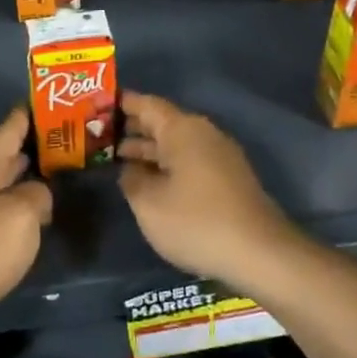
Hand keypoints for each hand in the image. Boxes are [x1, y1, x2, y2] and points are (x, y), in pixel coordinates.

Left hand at [0, 108, 52, 329]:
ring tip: (55, 170)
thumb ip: (37, 193)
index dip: (30, 114)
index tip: (50, 101)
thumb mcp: (23, 215)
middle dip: (32, 145)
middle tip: (67, 138)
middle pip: (4, 151)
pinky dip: (13, 196)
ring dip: (23, 173)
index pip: (10, 127)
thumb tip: (37, 191)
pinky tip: (30, 207)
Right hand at [118, 92, 298, 284]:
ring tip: (117, 159)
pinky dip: (167, 165)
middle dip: (132, 128)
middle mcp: (203, 134)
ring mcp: (220, 156)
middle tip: (99, 135)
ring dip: (149, 150)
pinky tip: (150, 181)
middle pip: (162, 123)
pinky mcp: (228, 179)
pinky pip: (189, 160)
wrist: (260, 254)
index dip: (121, 103)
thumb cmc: (196, 222)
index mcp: (182, 130)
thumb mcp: (148, 203)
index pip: (146, 104)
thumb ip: (131, 179)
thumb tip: (130, 169)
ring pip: (176, 144)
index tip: (96, 105)